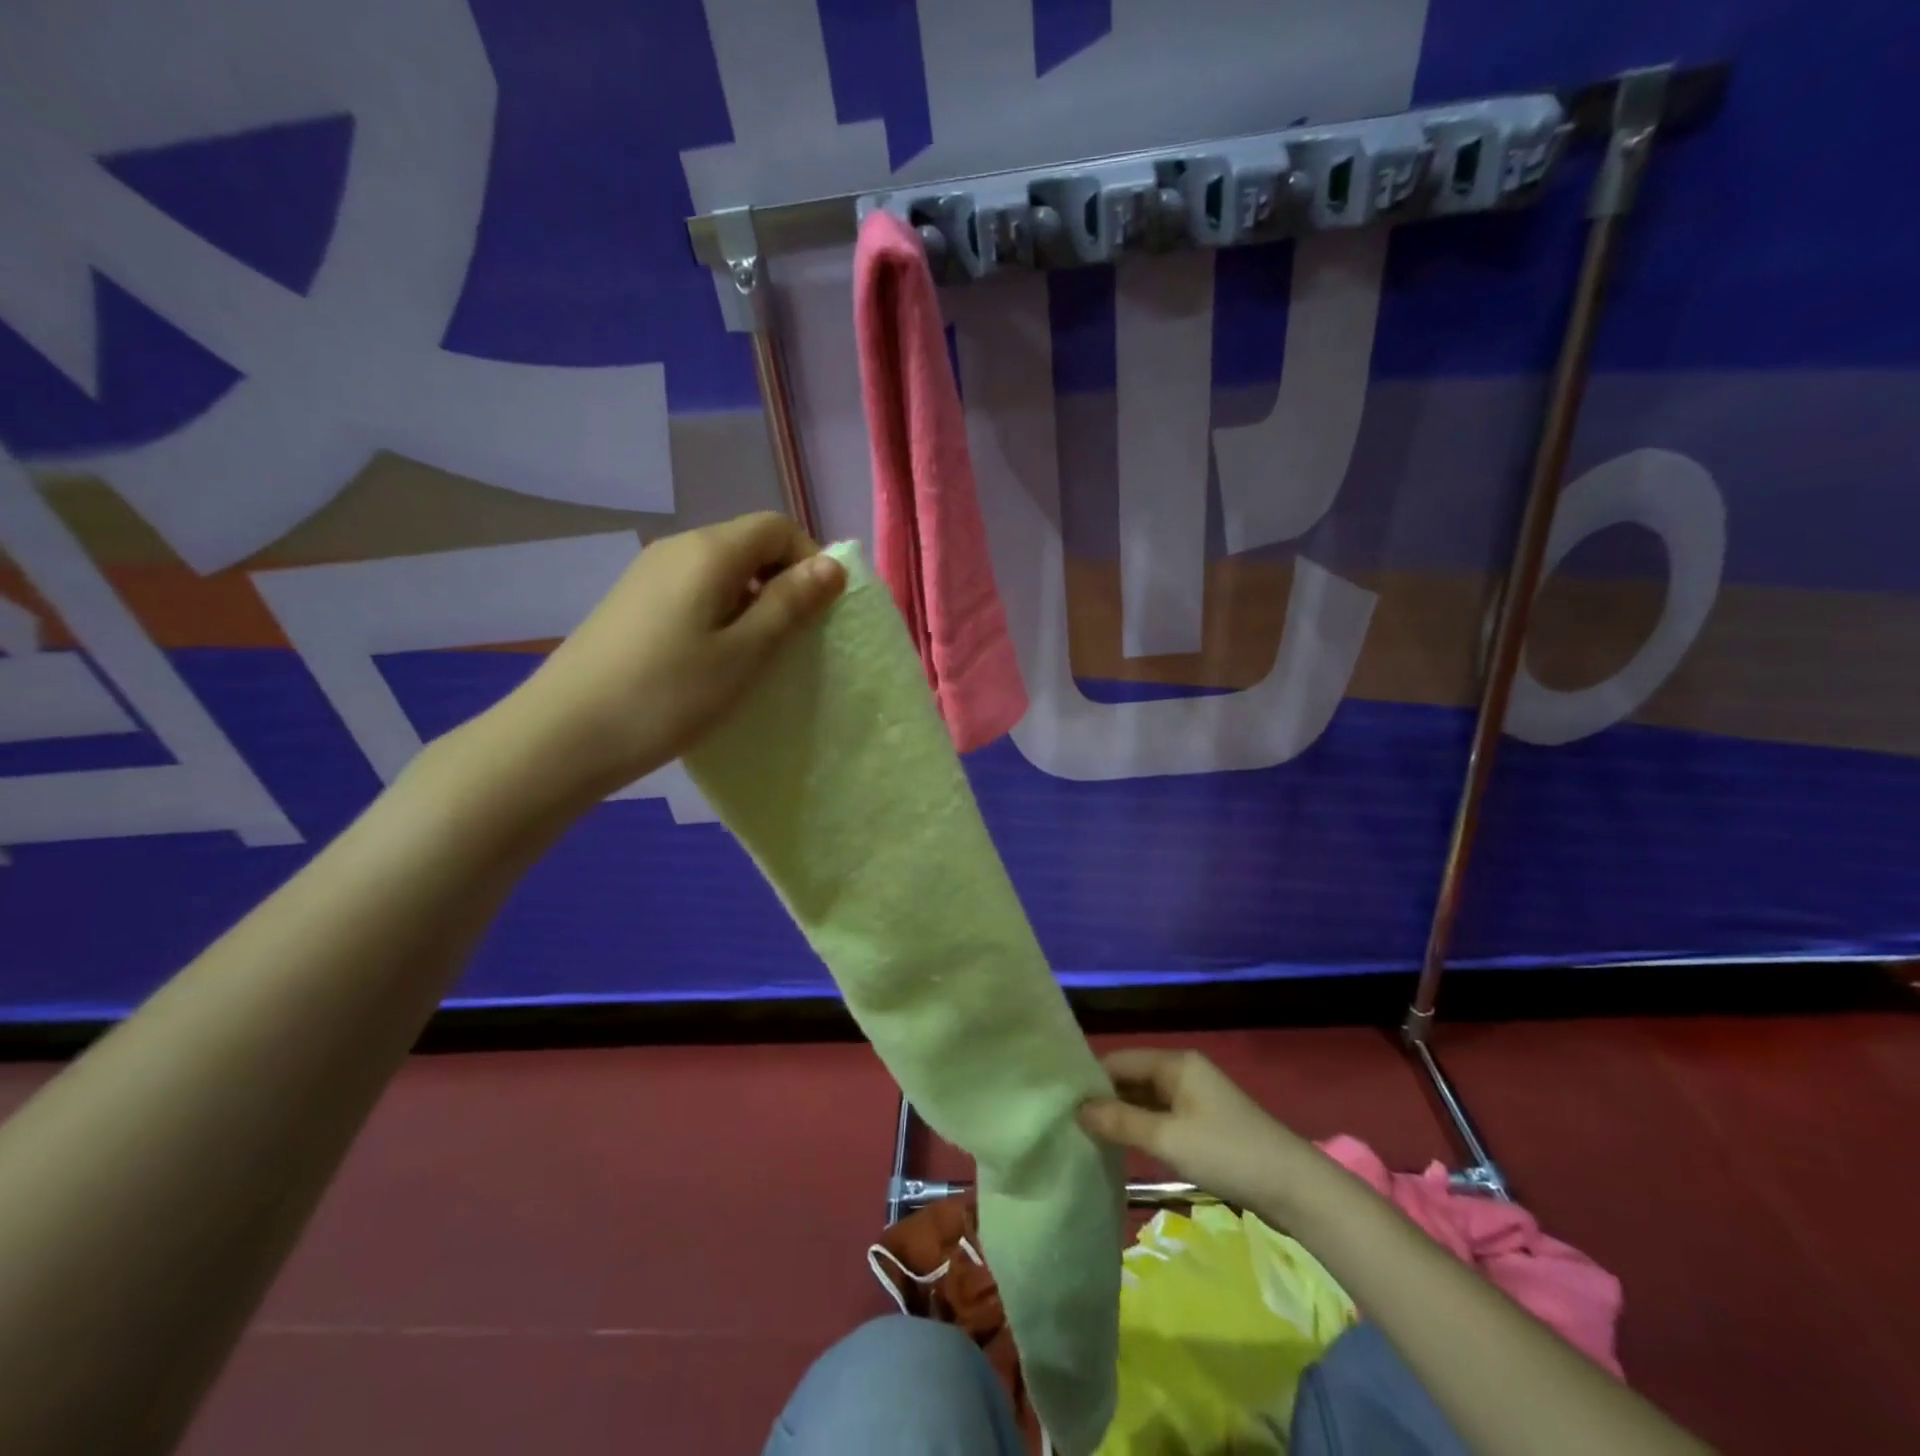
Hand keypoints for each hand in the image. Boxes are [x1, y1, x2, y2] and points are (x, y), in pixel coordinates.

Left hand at [485, 512, 844, 809]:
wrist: (563, 736)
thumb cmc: (667, 695)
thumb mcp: (744, 654)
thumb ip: (791, 604)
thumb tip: (831, 565)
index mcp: (708, 551)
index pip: (777, 527)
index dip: (810, 561)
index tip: (819, 614)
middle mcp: (676, 549)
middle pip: (748, 545)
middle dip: (783, 584)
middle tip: (793, 642)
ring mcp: (647, 576)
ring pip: (721, 573)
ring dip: (753, 604)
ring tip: (754, 658)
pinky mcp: (631, 605)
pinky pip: (694, 594)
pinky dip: (720, 616)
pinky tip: (712, 663)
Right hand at [1077, 1048, 1316, 1212]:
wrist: (1293, 1188)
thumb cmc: (1227, 1153)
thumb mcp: (1168, 1139)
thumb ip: (1120, 1122)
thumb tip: (1077, 1109)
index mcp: (1176, 1063)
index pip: (1119, 1060)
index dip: (1091, 1079)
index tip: (1061, 1102)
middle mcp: (1184, 1071)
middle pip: (1132, 1077)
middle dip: (1104, 1098)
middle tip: (1069, 1122)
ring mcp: (1196, 1097)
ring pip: (1146, 1099)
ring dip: (1122, 1115)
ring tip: (1087, 1135)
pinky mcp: (1204, 1123)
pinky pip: (1162, 1116)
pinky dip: (1142, 1128)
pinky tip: (1123, 1146)